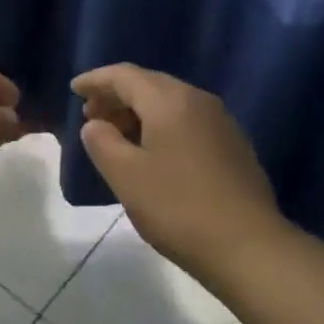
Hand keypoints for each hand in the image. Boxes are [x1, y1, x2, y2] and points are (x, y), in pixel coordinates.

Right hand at [73, 64, 282, 282]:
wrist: (250, 247)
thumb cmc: (179, 208)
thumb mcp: (126, 176)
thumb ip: (102, 142)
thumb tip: (95, 125)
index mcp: (169, 100)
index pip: (124, 75)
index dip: (96, 80)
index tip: (74, 90)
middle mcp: (197, 99)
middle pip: (149, 84)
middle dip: (116, 96)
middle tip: (90, 116)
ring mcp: (220, 121)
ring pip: (170, 103)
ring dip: (139, 113)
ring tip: (117, 136)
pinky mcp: (233, 145)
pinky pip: (187, 121)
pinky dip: (162, 126)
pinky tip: (153, 153)